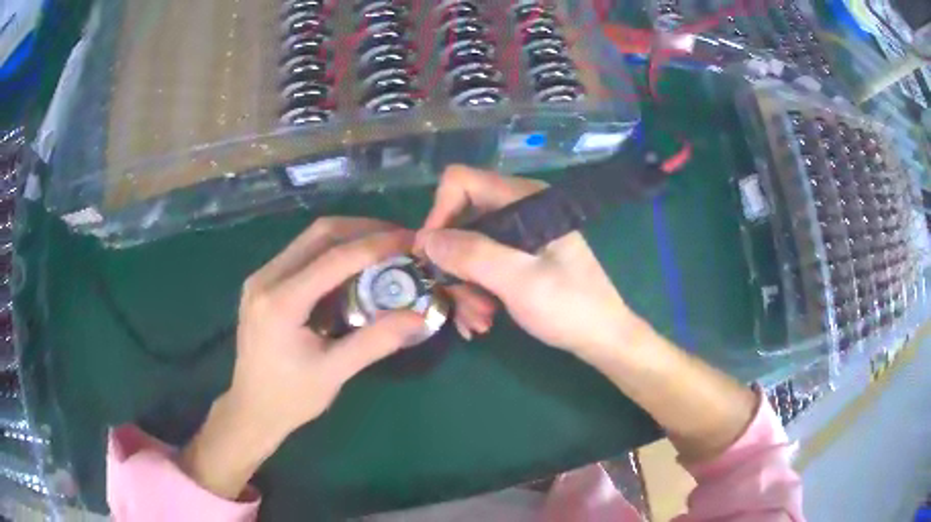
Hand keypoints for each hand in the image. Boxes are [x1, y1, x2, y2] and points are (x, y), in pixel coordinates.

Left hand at [180, 218, 424, 498]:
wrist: (251, 409)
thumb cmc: (291, 397)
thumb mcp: (334, 373)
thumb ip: (375, 341)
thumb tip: (419, 317)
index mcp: (280, 302)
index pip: (334, 259)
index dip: (376, 245)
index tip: (410, 240)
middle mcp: (265, 278)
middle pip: (319, 234)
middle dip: (364, 230)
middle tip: (400, 239)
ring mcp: (260, 277)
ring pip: (310, 239)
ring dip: (349, 237)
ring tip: (383, 247)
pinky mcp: (262, 282)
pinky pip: (302, 253)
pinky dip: (332, 252)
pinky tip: (353, 266)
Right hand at [417, 166, 647, 358]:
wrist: (603, 338)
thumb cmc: (570, 307)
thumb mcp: (520, 281)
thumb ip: (473, 255)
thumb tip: (425, 239)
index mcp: (525, 199)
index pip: (462, 182)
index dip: (440, 213)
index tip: (433, 255)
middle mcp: (519, 210)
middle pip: (461, 221)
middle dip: (454, 264)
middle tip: (461, 302)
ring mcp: (519, 235)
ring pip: (468, 249)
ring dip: (465, 287)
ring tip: (478, 322)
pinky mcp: (518, 258)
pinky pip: (482, 267)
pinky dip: (476, 293)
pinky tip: (483, 321)